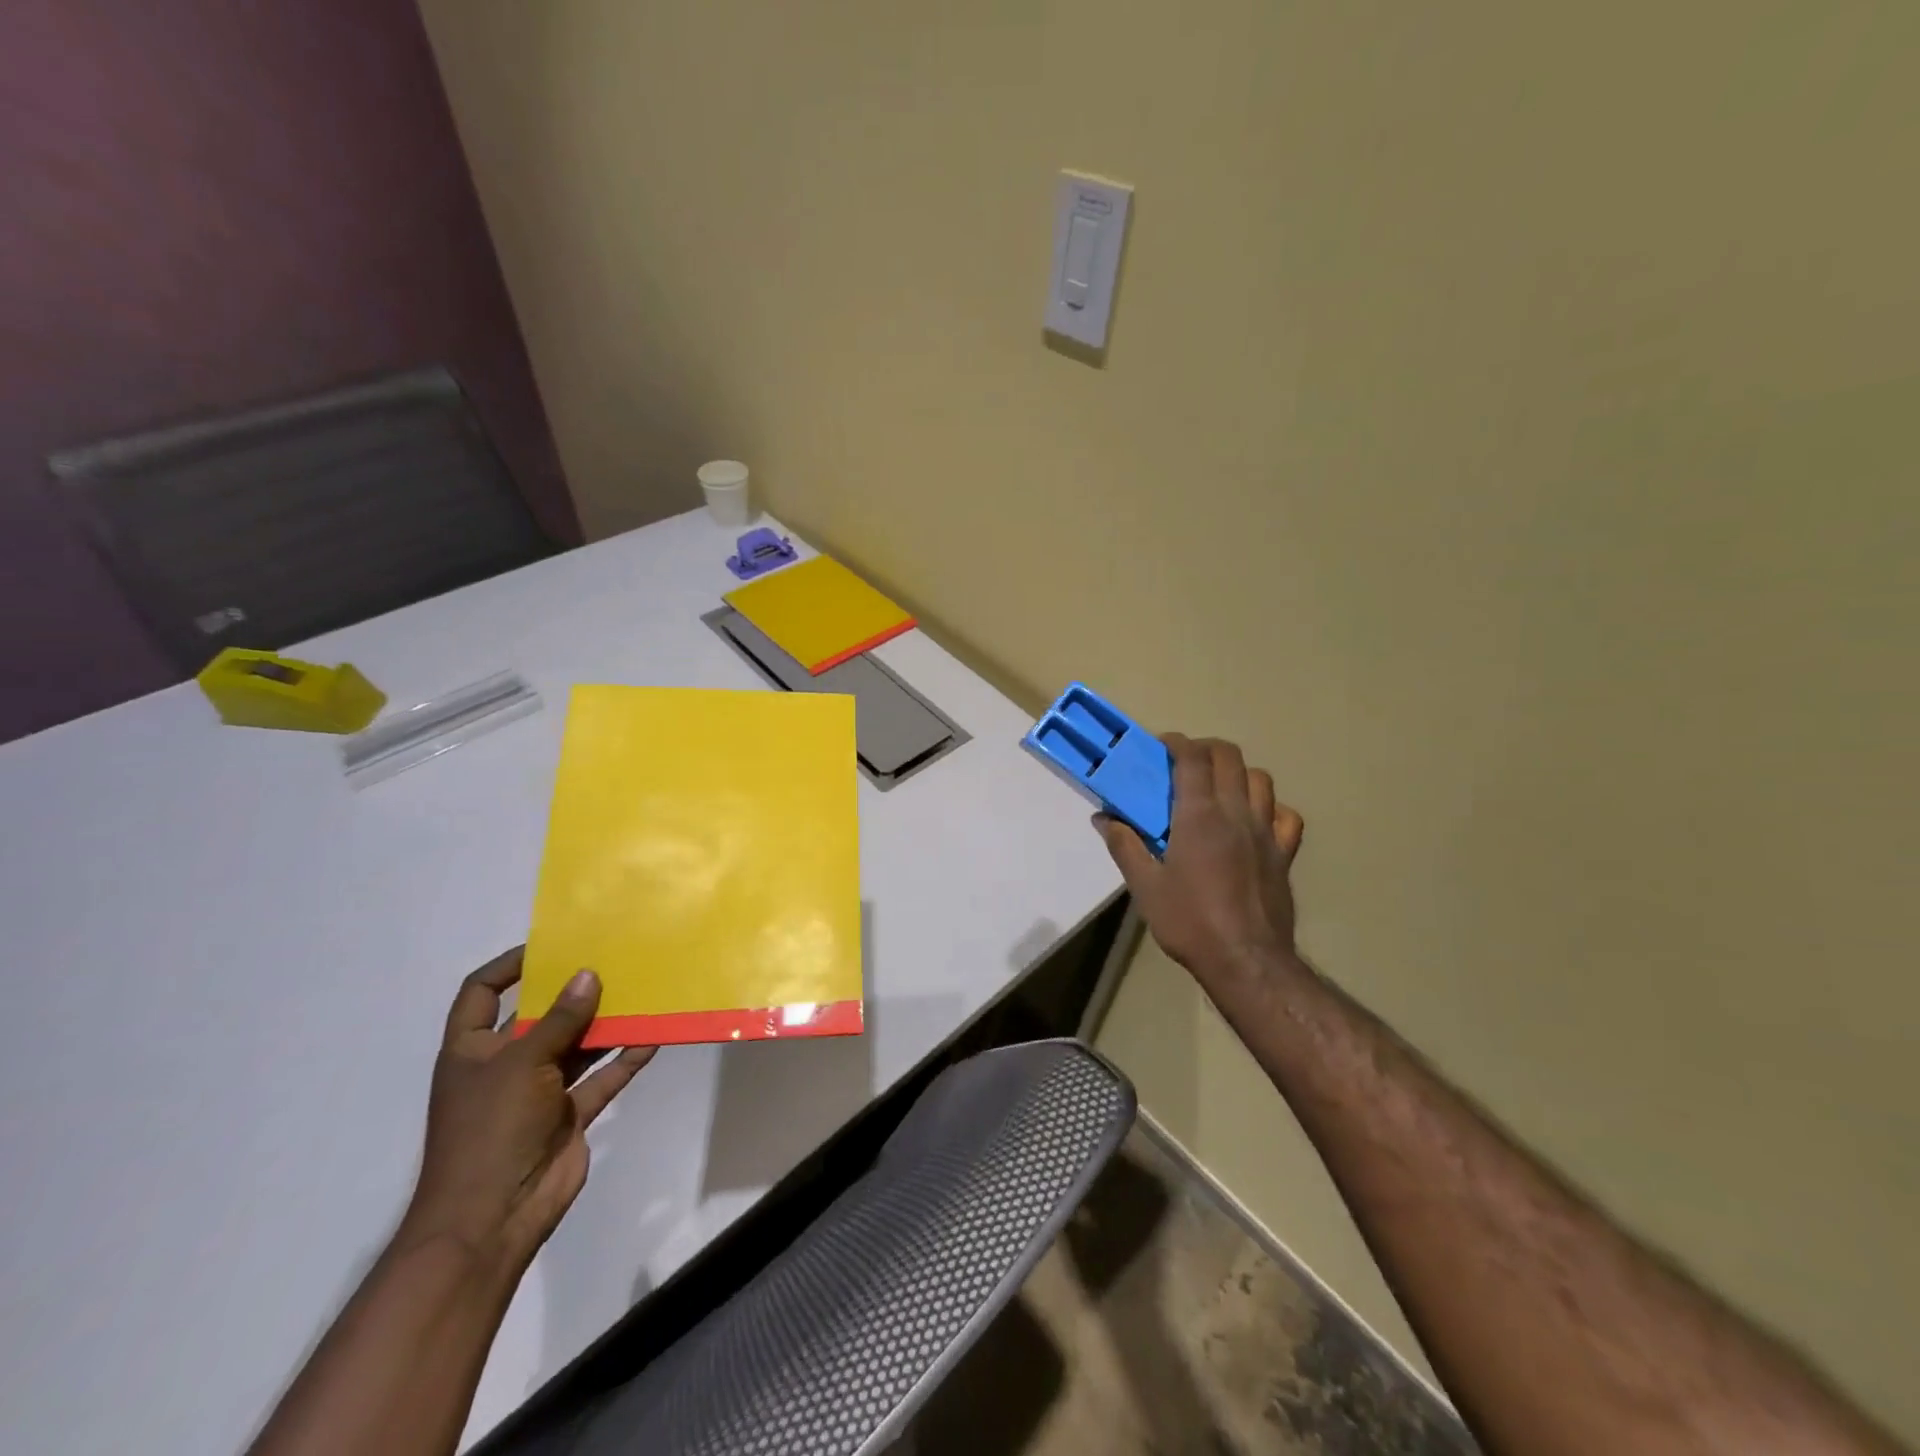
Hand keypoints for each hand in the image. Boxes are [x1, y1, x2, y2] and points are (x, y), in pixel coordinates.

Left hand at [398, 948, 655, 1273]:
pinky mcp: (569, 1115)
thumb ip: (559, 1020)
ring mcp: (539, 1092)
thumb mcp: (521, 1064)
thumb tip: (587, 974)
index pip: (482, 993)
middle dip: (572, 992)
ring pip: (577, 1046)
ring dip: (605, 1023)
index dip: (509, 966)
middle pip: (540, 1016)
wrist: (491, 1218)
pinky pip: (602, 1079)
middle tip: (611, 960)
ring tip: (640, 990)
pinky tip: (652, 1037)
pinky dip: (625, 1060)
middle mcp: (505, 1065)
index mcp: (473, 1050)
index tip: (550, 946)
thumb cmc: (490, 1129)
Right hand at [1096, 733, 1305, 985]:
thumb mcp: (1145, 886)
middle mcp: (1236, 813)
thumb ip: (1124, 845)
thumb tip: (1103, 818)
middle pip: (1229, 757)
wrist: (1245, 960)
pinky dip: (1270, 808)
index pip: (1192, 757)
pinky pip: (1285, 816)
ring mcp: (1266, 832)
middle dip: (1205, 749)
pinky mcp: (1284, 854)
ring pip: (1260, 779)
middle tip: (1184, 764)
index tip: (1160, 746)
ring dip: (1237, 773)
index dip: (1176, 742)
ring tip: (1218, 788)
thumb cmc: (1189, 921)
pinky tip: (1254, 821)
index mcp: (1199, 815)